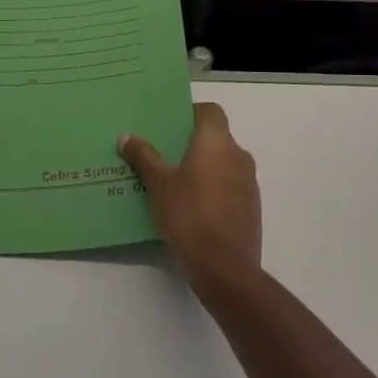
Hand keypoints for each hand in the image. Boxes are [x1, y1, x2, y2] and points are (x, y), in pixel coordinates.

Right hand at [118, 102, 261, 291]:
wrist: (224, 266)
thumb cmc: (189, 215)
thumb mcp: (158, 184)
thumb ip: (144, 157)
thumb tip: (126, 137)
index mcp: (217, 142)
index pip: (210, 111)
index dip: (191, 113)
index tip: (169, 125)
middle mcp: (238, 155)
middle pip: (215, 137)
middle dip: (191, 143)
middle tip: (162, 153)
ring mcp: (249, 182)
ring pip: (223, 163)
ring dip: (203, 167)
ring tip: (173, 181)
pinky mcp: (251, 206)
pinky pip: (229, 186)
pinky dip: (213, 188)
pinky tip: (190, 206)